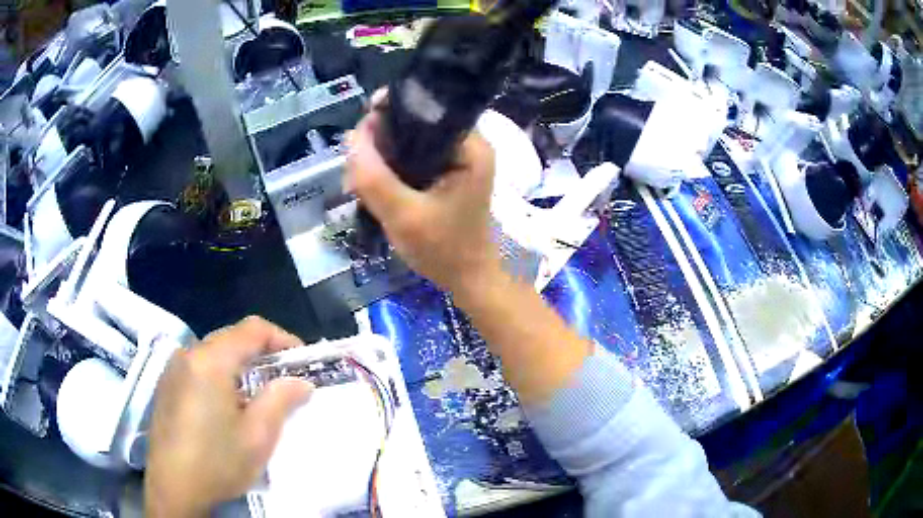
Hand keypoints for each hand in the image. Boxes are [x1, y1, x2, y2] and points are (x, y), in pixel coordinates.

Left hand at [145, 317, 312, 516]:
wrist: (173, 489)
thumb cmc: (217, 462)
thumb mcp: (258, 437)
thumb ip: (281, 400)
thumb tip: (301, 382)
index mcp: (210, 361)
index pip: (252, 329)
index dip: (282, 338)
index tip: (301, 362)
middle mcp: (188, 354)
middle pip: (231, 337)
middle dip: (261, 353)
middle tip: (282, 381)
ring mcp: (173, 369)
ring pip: (213, 352)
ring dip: (239, 366)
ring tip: (255, 396)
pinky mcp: (166, 385)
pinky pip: (198, 367)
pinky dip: (219, 376)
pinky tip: (225, 407)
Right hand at [346, 105, 501, 299]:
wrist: (467, 280)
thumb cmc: (444, 250)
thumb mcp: (403, 215)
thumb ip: (374, 177)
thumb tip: (351, 136)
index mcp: (470, 146)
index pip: (425, 109)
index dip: (388, 113)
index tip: (359, 134)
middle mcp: (467, 143)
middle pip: (414, 124)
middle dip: (379, 141)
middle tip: (355, 171)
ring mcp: (456, 158)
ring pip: (408, 141)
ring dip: (380, 158)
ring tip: (358, 183)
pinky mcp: (446, 172)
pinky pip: (412, 158)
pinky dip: (390, 169)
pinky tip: (372, 187)